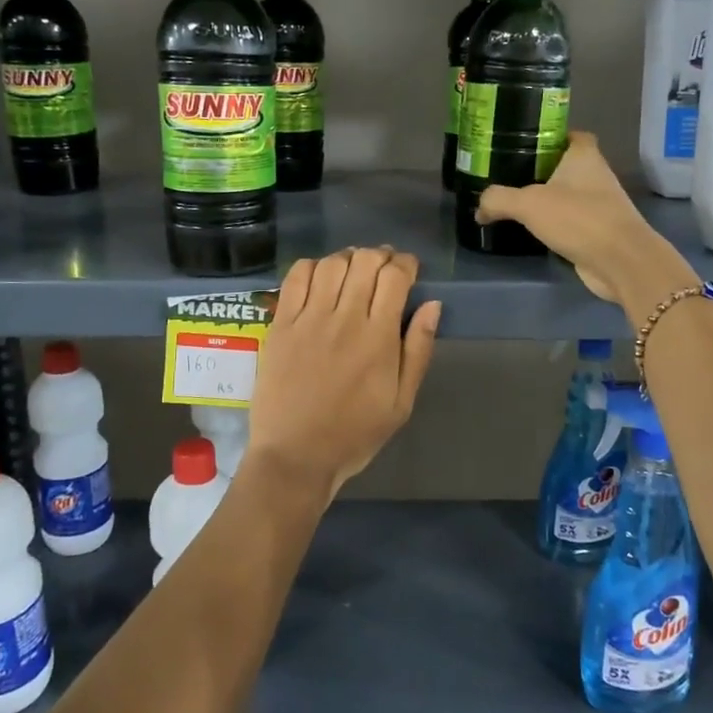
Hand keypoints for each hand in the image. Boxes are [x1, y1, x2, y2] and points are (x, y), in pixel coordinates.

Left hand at [247, 248, 440, 500]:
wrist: (295, 456)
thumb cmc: (354, 434)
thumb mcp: (402, 402)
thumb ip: (418, 350)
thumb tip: (432, 305)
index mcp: (378, 337)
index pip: (395, 276)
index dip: (405, 264)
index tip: (409, 270)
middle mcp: (344, 318)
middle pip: (364, 261)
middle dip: (380, 256)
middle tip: (383, 269)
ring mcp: (308, 319)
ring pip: (331, 264)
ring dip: (348, 258)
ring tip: (354, 270)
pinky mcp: (280, 324)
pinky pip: (295, 278)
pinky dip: (312, 266)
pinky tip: (320, 278)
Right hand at [476, 133, 697, 314]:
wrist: (620, 261)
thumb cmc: (578, 218)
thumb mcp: (528, 204)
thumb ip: (499, 200)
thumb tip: (479, 209)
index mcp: (584, 156)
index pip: (570, 135)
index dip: (550, 136)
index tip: (524, 144)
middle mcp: (596, 175)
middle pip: (565, 165)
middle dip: (541, 170)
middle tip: (509, 175)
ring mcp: (600, 204)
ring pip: (568, 195)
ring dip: (547, 199)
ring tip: (514, 203)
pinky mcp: (598, 231)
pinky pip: (571, 221)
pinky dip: (555, 224)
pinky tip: (533, 230)